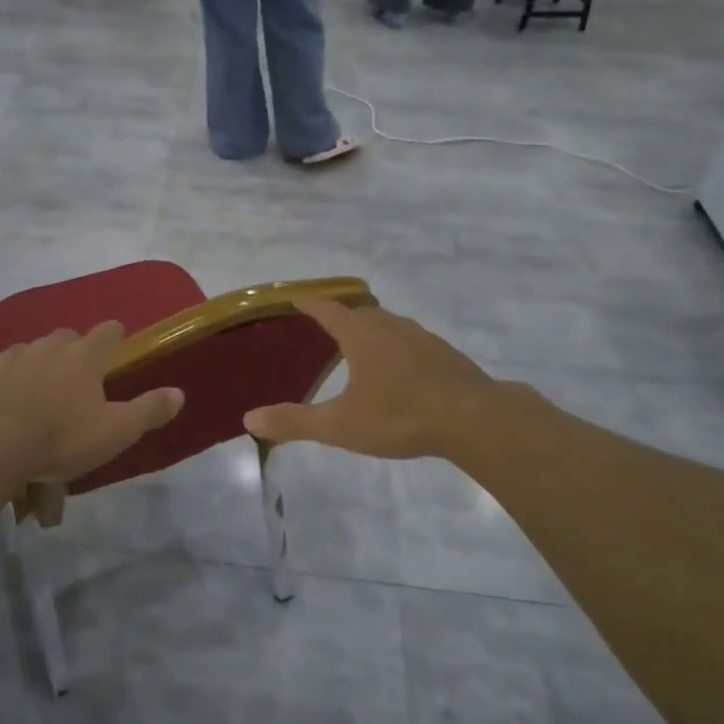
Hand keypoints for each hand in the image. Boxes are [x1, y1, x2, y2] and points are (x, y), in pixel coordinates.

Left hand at [0, 322, 183, 482]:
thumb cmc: (62, 438)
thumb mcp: (116, 431)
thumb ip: (149, 410)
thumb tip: (179, 393)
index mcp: (83, 357)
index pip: (107, 332)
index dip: (114, 335)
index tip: (117, 343)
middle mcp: (47, 348)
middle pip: (65, 336)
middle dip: (73, 349)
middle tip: (78, 374)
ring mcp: (9, 359)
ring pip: (27, 349)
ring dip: (35, 359)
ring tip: (38, 382)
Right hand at [243, 299, 510, 460]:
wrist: (474, 419)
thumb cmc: (400, 416)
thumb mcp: (340, 425)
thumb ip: (294, 422)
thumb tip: (249, 419)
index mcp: (361, 335)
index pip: (327, 310)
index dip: (309, 303)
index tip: (295, 298)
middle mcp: (390, 327)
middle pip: (359, 313)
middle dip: (340, 316)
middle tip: (325, 326)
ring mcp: (422, 338)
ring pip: (388, 325)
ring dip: (370, 329)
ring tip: (360, 346)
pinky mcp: (445, 354)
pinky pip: (411, 341)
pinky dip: (396, 346)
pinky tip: (400, 370)